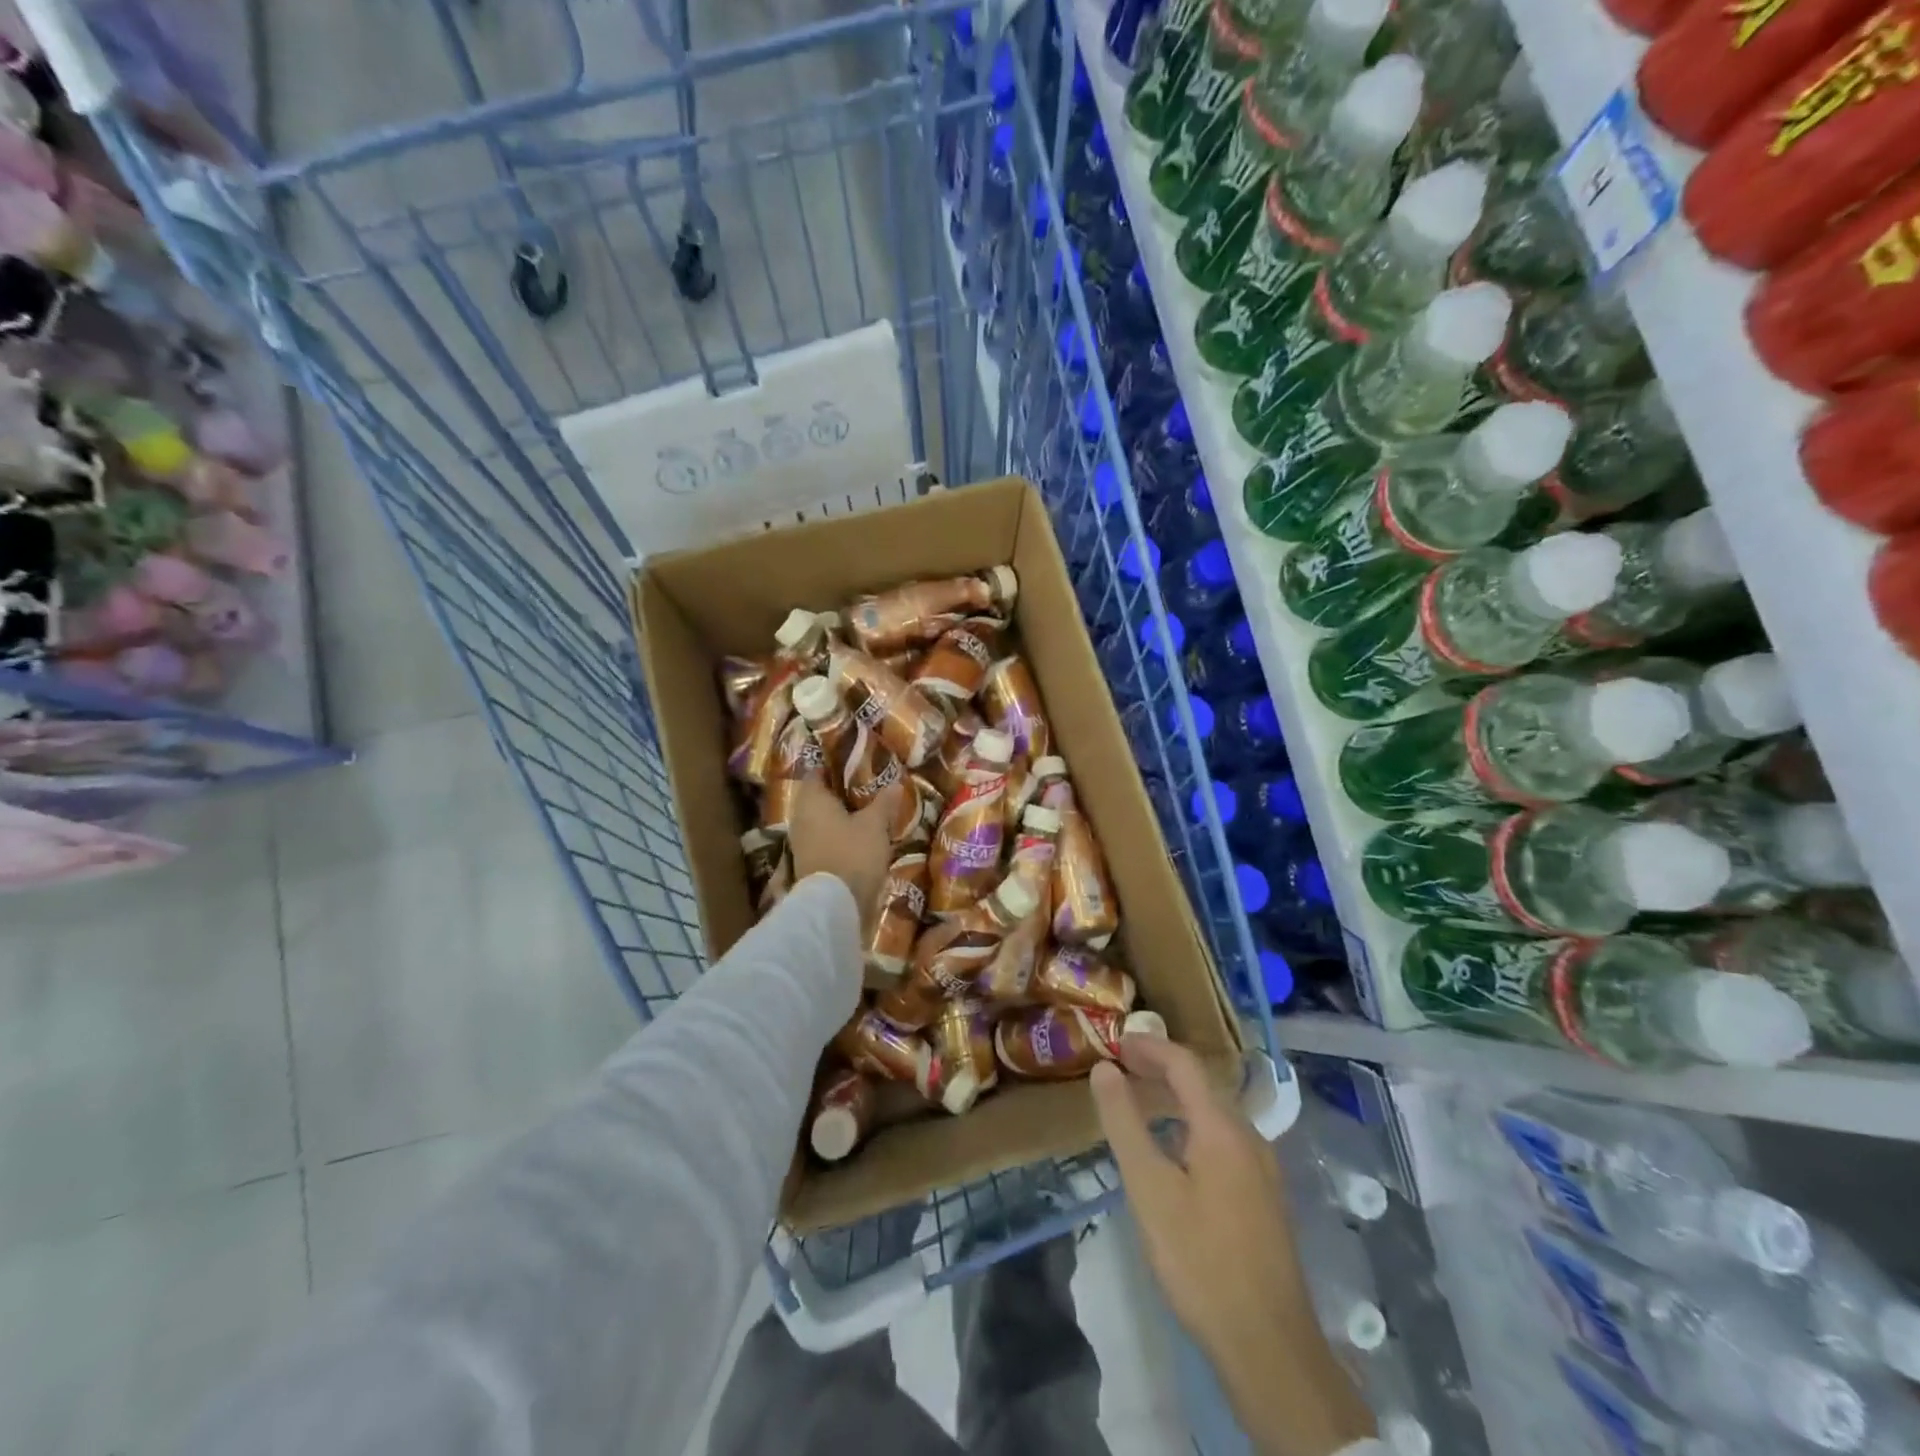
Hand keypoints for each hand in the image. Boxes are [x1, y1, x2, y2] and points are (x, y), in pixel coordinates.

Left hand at [788, 778, 898, 932]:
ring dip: (839, 816)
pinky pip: (823, 840)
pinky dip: (838, 836)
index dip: (834, 766)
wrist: (834, 906)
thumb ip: (883, 803)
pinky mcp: (807, 863)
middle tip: (865, 788)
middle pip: (818, 797)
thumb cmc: (853, 854)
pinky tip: (857, 838)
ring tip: (866, 813)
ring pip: (820, 820)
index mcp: (812, 800)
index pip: (817, 773)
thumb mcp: (874, 825)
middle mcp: (800, 818)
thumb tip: (894, 783)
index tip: (854, 764)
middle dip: (840, 793)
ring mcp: (801, 842)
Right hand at [1091, 1036, 1372, 1455]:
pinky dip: (1192, 1125)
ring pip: (1215, 1113)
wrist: (1268, 1345)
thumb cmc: (1200, 1259)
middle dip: (1161, 1069)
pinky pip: (1224, 1140)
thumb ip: (1125, 1123)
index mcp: (1223, 1127)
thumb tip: (1104, 1069)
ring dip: (1176, 1098)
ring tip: (1139, 1104)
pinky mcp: (1264, 1198)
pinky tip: (1173, 1152)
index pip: (1185, 1063)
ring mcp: (1263, 1169)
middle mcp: (1250, 1137)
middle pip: (1203, 1084)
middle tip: (1120, 1068)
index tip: (1115, 1042)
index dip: (1149, 1046)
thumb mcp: (1149, 1188)